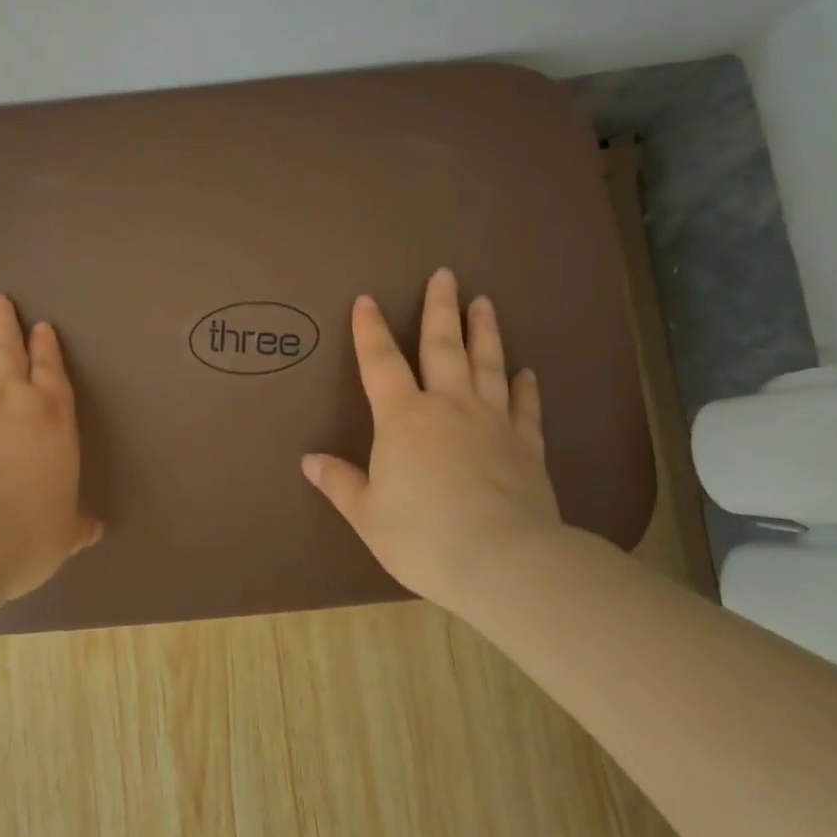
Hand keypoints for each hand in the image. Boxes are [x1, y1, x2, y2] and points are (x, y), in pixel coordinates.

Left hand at [0, 292, 101, 599]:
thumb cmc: (23, 535)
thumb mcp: (61, 535)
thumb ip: (75, 525)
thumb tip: (92, 529)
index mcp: (49, 418)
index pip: (51, 372)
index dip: (47, 349)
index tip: (41, 327)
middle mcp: (4, 398)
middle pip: (6, 351)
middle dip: (6, 326)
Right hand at [302, 267, 566, 617]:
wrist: (504, 562)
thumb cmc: (422, 537)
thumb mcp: (367, 514)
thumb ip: (340, 482)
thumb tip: (310, 460)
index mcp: (403, 418)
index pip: (380, 362)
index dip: (370, 329)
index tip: (367, 298)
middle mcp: (449, 407)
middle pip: (443, 347)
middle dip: (440, 308)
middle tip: (445, 274)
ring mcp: (492, 423)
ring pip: (487, 365)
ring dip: (484, 332)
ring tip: (484, 302)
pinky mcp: (526, 446)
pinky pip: (525, 407)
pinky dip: (524, 387)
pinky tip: (526, 372)